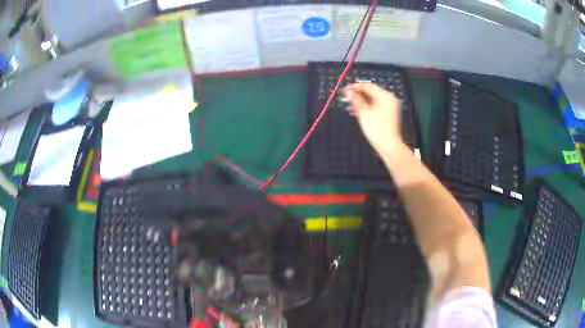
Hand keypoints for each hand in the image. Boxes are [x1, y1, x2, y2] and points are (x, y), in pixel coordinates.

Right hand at [342, 83, 403, 154]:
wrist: (389, 146)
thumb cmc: (377, 129)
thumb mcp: (363, 112)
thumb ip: (355, 99)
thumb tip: (348, 91)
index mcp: (385, 95)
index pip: (367, 86)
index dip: (355, 87)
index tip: (345, 90)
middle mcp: (389, 99)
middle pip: (371, 92)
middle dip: (358, 95)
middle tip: (345, 98)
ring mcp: (391, 106)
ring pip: (373, 99)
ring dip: (362, 101)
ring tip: (350, 106)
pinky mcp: (390, 114)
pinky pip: (377, 106)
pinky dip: (368, 107)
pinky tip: (358, 111)